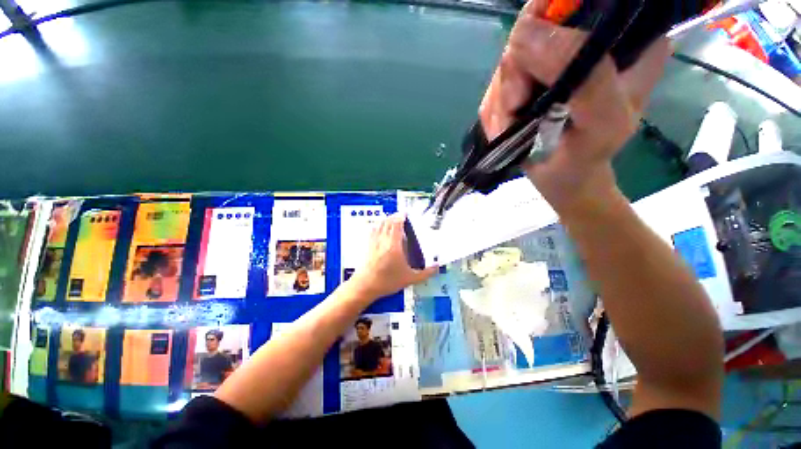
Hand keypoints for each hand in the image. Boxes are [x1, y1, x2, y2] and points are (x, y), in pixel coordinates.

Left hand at [349, 213, 436, 299]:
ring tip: (392, 219)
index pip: (397, 225)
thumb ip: (425, 273)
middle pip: (388, 222)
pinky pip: (373, 230)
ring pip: (380, 225)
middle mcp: (383, 240)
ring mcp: (374, 242)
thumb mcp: (410, 279)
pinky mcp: (368, 246)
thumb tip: (437, 267)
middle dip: (395, 216)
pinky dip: (378, 225)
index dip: (401, 217)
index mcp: (394, 245)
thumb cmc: (388, 281)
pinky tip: (379, 227)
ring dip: (386, 219)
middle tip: (401, 215)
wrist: (365, 286)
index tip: (406, 213)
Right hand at [478, 0, 670, 214]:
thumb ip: (586, 78)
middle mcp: (583, 42)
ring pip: (506, 65)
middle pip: (529, 33)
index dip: (545, 24)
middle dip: (516, 79)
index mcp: (620, 39)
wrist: (562, 179)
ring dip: (504, 102)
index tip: (534, 69)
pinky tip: (509, 128)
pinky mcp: (523, 86)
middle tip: (521, 109)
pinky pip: (494, 90)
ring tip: (516, 126)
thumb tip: (524, 33)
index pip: (572, 4)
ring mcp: (547, 65)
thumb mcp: (603, 122)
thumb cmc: (588, 156)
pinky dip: (495, 114)